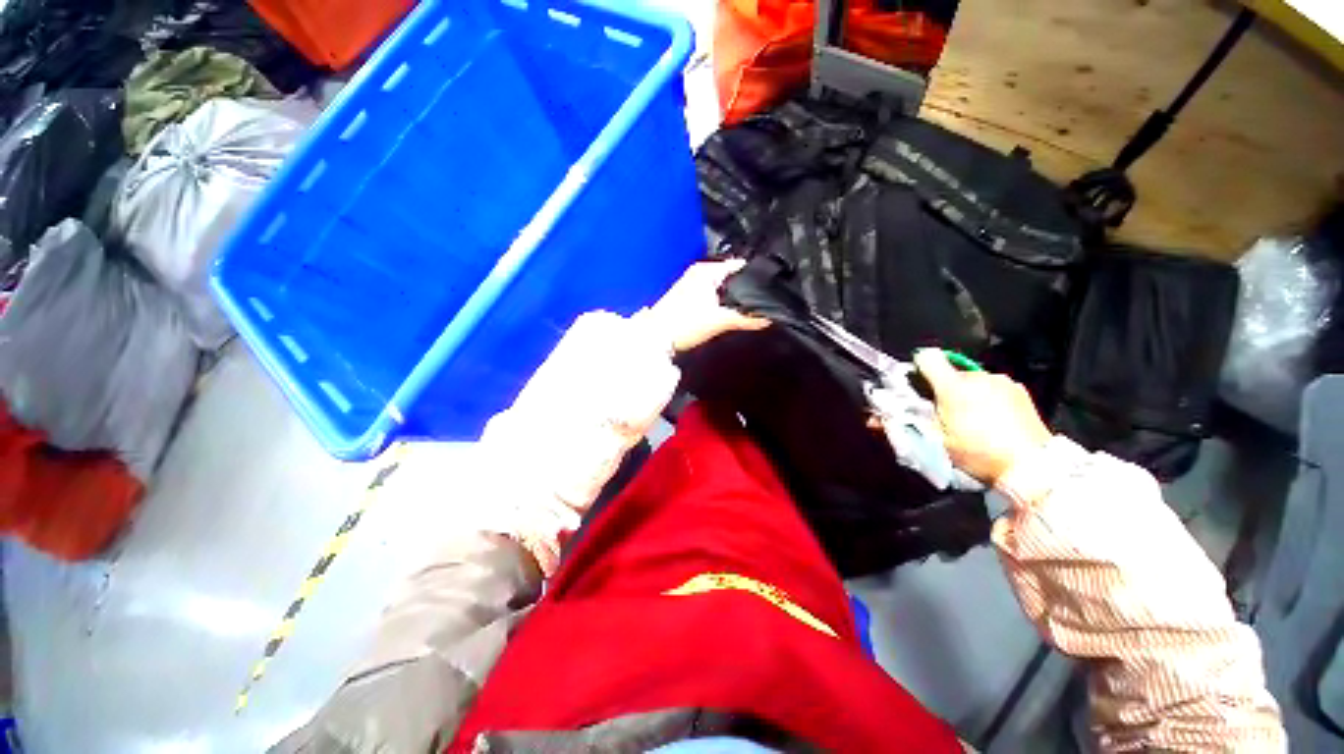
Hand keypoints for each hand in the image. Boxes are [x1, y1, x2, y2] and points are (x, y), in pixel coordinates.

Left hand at [648, 259, 769, 351]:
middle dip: (745, 288)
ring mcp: (692, 285)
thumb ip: (746, 319)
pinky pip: (712, 296)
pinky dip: (721, 302)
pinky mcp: (687, 298)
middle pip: (730, 278)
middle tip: (764, 299)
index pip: (738, 265)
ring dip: (732, 297)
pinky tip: (729, 312)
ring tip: (751, 306)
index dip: (755, 275)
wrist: (656, 338)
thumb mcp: (720, 321)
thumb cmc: (684, 323)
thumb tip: (767, 319)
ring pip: (721, 288)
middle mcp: (699, 273)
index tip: (771, 283)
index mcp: (706, 270)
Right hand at [914, 349, 1052, 484]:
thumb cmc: (978, 454)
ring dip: (966, 393)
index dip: (917, 368)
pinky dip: (986, 397)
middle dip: (942, 389)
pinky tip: (992, 419)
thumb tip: (872, 419)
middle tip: (944, 414)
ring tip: (971, 420)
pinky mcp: (1019, 390)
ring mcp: (1001, 381)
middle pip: (949, 373)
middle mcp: (977, 377)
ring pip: (971, 381)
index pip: (927, 358)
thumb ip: (904, 425)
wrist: (1033, 467)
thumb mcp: (935, 442)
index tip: (916, 386)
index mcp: (953, 387)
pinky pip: (992, 387)